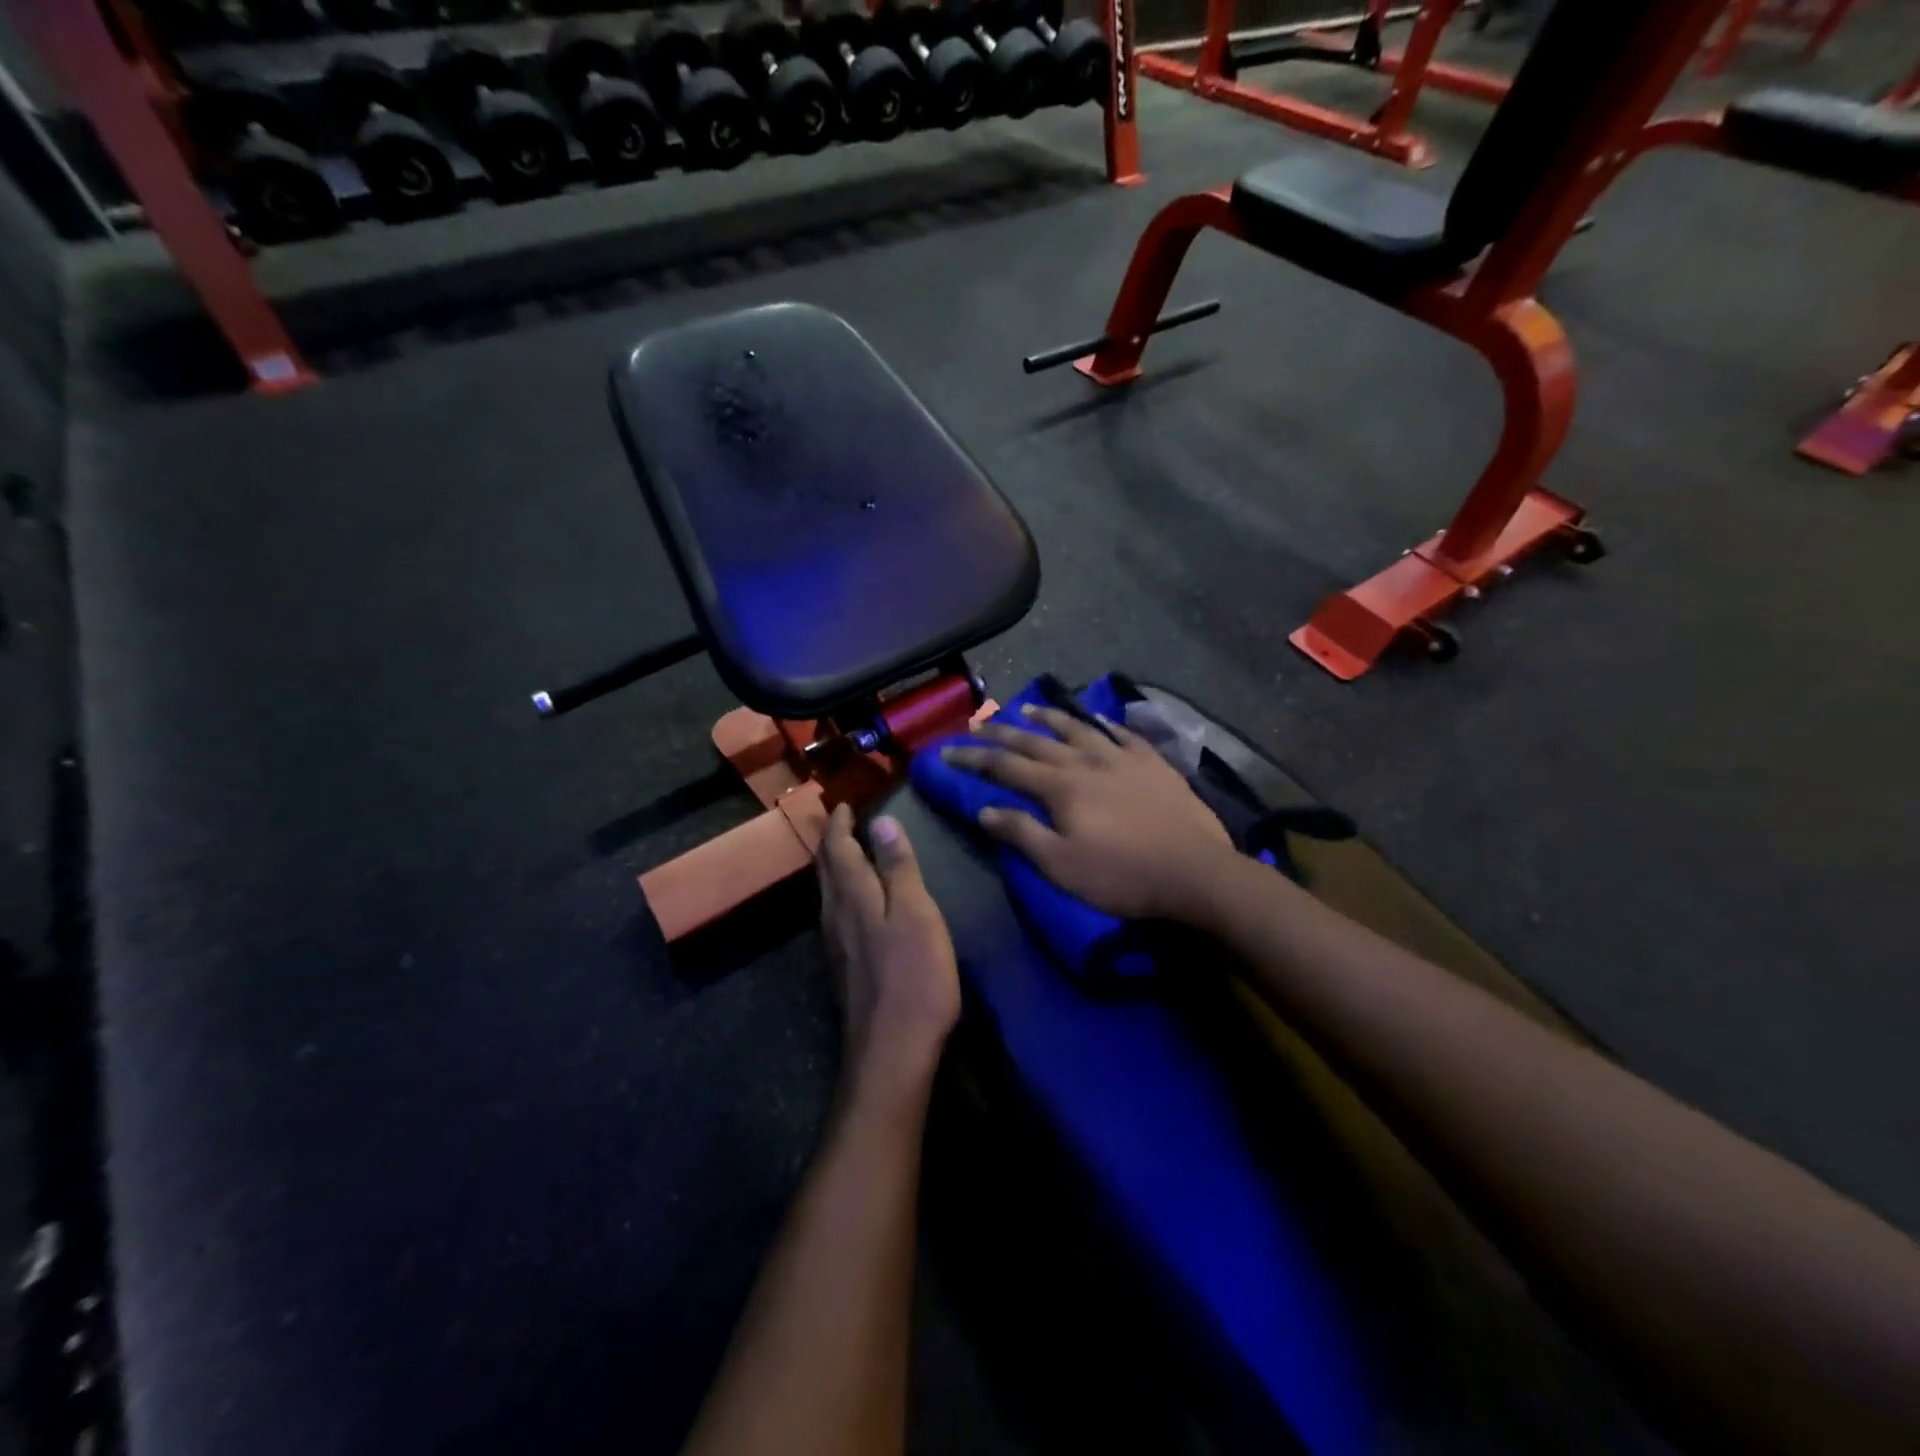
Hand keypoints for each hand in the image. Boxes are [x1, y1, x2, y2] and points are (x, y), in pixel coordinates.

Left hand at [816, 805, 959, 1097]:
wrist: (892, 1048)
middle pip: (826, 869)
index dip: (839, 823)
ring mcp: (836, 943)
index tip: (844, 803)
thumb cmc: (913, 973)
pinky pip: (837, 912)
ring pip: (829, 892)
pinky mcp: (844, 965)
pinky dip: (844, 891)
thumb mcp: (915, 912)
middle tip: (843, 821)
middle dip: (833, 841)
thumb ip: (897, 867)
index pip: (837, 848)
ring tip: (850, 851)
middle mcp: (834, 915)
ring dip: (836, 866)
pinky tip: (858, 900)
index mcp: (852, 895)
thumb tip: (881, 821)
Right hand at [941, 705, 1235, 921]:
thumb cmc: (1122, 876)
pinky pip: (1124, 734)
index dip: (974, 758)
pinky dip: (1105, 724)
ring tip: (1031, 708)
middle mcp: (1087, 761)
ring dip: (1051, 717)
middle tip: (979, 724)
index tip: (947, 751)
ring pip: (1079, 728)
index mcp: (1061, 787)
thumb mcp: (1061, 865)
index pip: (1006, 766)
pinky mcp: (1153, 763)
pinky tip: (1099, 720)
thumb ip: (1021, 833)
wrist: (1194, 872)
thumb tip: (985, 810)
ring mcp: (1123, 758)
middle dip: (1003, 732)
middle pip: (1037, 741)